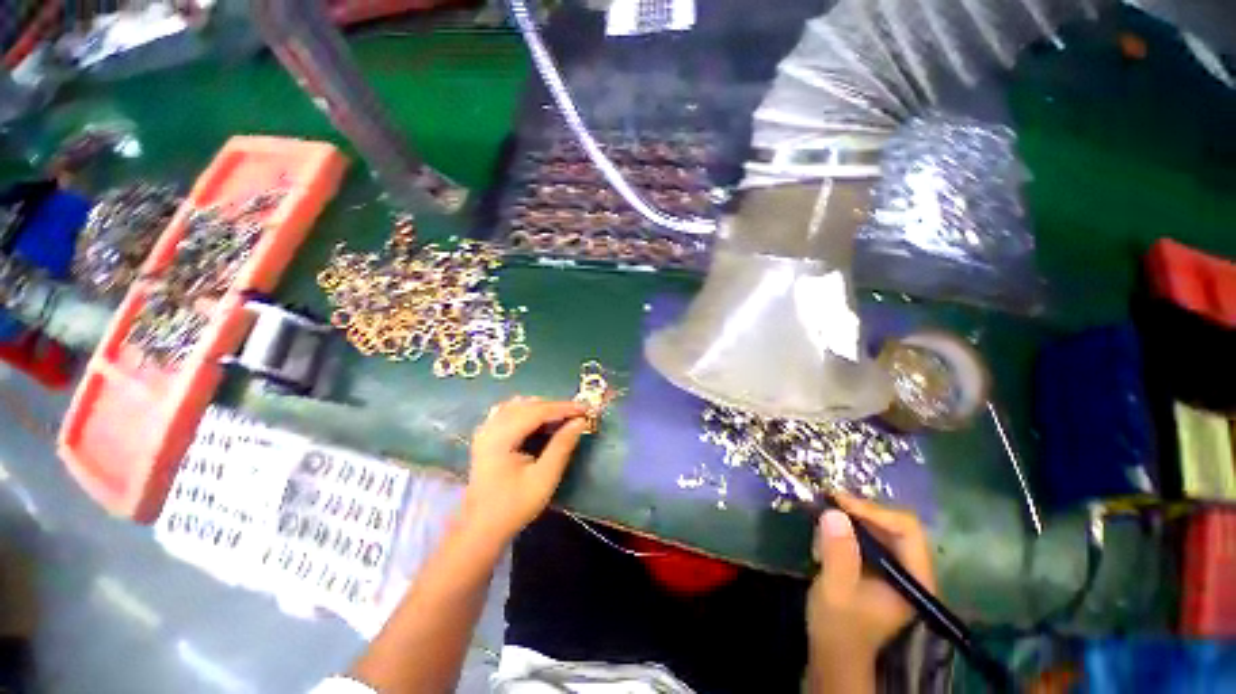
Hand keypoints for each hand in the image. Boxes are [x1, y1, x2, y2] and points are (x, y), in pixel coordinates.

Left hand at [461, 397, 589, 542]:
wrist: (481, 528)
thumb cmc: (514, 506)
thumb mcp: (544, 478)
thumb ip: (562, 446)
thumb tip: (580, 422)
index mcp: (500, 437)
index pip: (537, 411)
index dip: (564, 408)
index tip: (586, 408)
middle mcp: (490, 427)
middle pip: (527, 405)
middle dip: (555, 406)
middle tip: (578, 414)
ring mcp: (485, 429)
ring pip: (518, 405)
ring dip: (542, 407)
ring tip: (562, 417)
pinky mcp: (486, 435)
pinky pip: (509, 411)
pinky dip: (528, 411)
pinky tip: (539, 420)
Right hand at [807, 494, 935, 679]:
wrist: (834, 652)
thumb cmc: (838, 626)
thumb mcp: (835, 590)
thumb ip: (838, 553)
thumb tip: (834, 513)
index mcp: (914, 580)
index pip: (907, 531)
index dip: (875, 512)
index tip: (839, 503)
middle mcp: (912, 570)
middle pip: (896, 525)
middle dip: (861, 511)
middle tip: (828, 501)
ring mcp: (896, 569)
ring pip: (881, 527)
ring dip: (852, 517)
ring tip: (824, 514)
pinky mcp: (879, 568)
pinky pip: (868, 536)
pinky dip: (848, 527)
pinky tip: (827, 531)